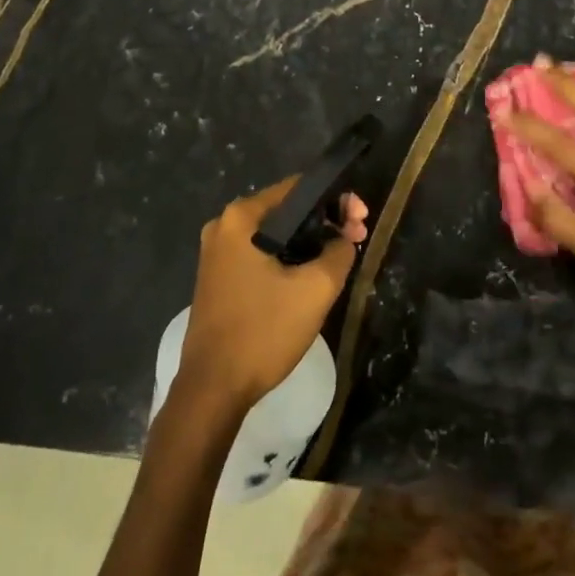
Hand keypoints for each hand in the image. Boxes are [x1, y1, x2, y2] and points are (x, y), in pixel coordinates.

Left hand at [180, 178, 368, 412]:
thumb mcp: (315, 289)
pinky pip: (261, 254)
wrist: (213, 388)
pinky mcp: (219, 277)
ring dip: (309, 242)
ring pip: (275, 234)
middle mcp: (224, 226)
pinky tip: (310, 275)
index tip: (361, 221)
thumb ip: (339, 252)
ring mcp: (217, 253)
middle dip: (325, 221)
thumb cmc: (264, 331)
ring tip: (341, 258)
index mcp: (241, 217)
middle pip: (287, 210)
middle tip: (358, 239)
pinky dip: (288, 258)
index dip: (336, 200)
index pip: (298, 187)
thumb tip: (344, 238)